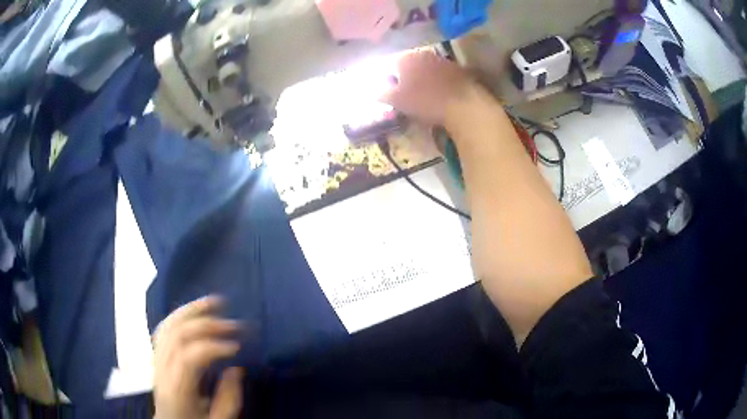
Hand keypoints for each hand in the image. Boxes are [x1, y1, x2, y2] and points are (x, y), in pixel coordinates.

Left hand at [153, 296, 243, 418]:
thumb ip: (228, 399)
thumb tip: (236, 369)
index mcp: (177, 389)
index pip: (189, 357)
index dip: (213, 346)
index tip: (237, 346)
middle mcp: (162, 370)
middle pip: (177, 335)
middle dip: (206, 324)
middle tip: (233, 324)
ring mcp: (156, 360)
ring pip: (167, 326)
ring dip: (191, 311)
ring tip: (214, 302)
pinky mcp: (157, 356)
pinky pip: (163, 329)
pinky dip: (179, 316)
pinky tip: (193, 312)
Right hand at [380, 50, 489, 127]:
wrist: (464, 105)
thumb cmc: (425, 101)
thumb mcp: (397, 101)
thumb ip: (382, 94)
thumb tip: (373, 92)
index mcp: (404, 57)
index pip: (388, 64)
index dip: (387, 79)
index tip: (390, 93)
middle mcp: (422, 53)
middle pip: (408, 64)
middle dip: (405, 78)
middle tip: (405, 95)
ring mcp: (442, 60)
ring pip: (425, 68)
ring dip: (422, 79)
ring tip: (423, 97)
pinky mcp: (458, 70)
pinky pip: (441, 75)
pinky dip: (437, 82)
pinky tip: (440, 96)